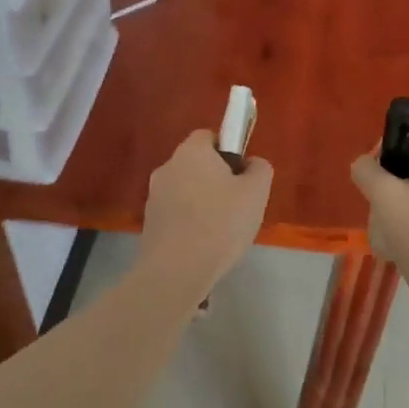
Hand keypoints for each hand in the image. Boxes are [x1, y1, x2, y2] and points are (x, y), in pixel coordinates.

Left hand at [137, 130, 273, 300]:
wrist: (176, 271)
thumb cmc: (221, 223)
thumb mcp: (256, 192)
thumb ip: (259, 169)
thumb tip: (251, 164)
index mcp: (191, 151)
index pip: (209, 136)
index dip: (229, 151)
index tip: (242, 175)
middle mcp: (167, 167)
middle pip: (196, 165)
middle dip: (216, 179)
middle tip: (238, 205)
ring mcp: (154, 197)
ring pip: (186, 191)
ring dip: (202, 204)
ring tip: (222, 232)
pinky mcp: (149, 224)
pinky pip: (176, 215)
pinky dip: (190, 224)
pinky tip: (204, 246)